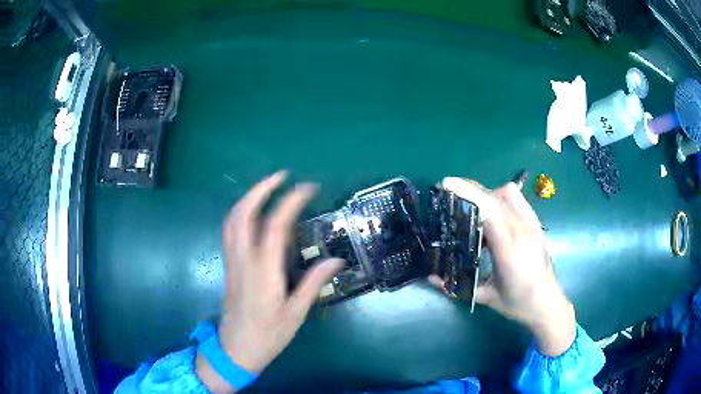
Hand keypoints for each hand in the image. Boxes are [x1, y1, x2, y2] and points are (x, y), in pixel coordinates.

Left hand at [196, 171, 343, 392]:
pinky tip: (254, 212)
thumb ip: (313, 283)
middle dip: (260, 189)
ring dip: (248, 198)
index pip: (275, 226)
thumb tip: (337, 261)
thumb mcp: (295, 313)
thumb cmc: (268, 335)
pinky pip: (230, 230)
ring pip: (232, 220)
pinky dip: (241, 213)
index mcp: (263, 271)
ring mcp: (232, 261)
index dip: (290, 201)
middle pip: (243, 214)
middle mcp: (243, 260)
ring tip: (268, 187)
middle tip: (281, 176)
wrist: (235, 349)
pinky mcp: (229, 265)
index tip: (307, 187)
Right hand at [430, 177, 576, 356]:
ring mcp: (532, 224)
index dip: (467, 192)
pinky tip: (494, 214)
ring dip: (487, 193)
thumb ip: (456, 287)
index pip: (489, 210)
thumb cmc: (517, 303)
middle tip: (451, 194)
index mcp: (508, 250)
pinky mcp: (537, 223)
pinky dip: (501, 197)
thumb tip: (430, 276)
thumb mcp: (485, 298)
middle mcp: (522, 231)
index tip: (446, 184)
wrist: (548, 302)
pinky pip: (518, 199)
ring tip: (474, 207)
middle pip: (495, 195)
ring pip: (508, 192)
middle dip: (470, 189)